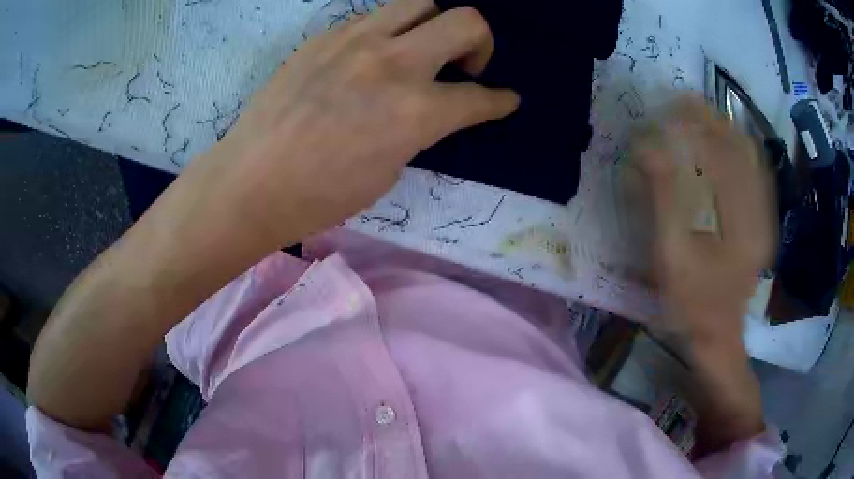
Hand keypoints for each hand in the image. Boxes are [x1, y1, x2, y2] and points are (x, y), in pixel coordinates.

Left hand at [26, 0, 517, 428]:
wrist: (251, 180)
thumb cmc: (319, 195)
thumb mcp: (387, 171)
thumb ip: (418, 129)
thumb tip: (429, 109)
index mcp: (415, 111)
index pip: (479, 98)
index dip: (500, 100)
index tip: (505, 99)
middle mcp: (394, 63)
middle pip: (466, 21)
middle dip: (481, 42)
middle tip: (466, 66)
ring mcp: (356, 40)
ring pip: (420, 3)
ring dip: (434, 24)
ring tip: (420, 50)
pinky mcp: (325, 35)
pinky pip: (374, 16)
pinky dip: (389, 31)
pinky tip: (373, 55)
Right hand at [635, 97, 775, 345]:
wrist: (719, 335)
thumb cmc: (692, 303)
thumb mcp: (672, 257)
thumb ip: (662, 200)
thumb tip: (646, 147)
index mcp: (740, 218)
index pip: (721, 149)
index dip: (694, 121)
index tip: (668, 105)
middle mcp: (759, 209)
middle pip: (739, 145)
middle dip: (711, 117)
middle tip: (681, 101)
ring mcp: (764, 215)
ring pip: (750, 156)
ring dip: (725, 128)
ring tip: (699, 113)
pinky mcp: (762, 221)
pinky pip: (756, 174)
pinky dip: (739, 150)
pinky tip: (724, 143)